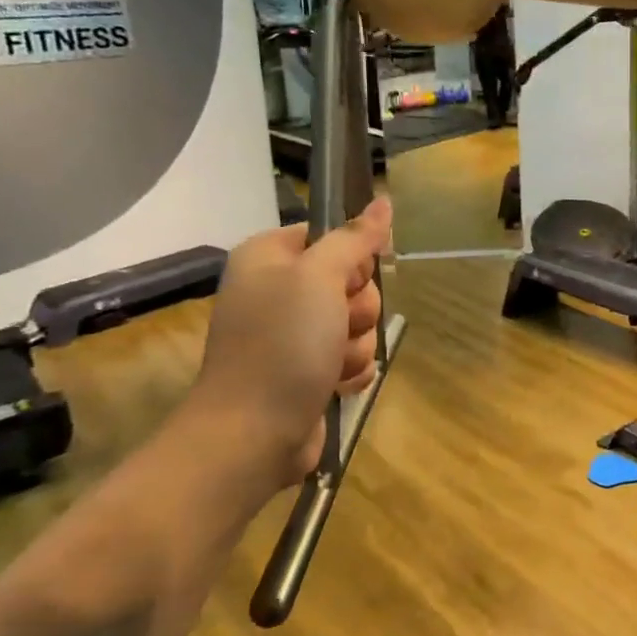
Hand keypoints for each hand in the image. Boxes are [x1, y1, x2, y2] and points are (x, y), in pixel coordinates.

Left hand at [183, 198, 392, 490]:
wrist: (253, 434)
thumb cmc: (282, 345)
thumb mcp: (319, 278)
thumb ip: (354, 239)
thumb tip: (383, 201)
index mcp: (269, 258)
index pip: (331, 236)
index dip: (351, 258)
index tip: (350, 278)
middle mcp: (278, 291)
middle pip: (350, 281)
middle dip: (357, 308)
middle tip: (338, 325)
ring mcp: (291, 335)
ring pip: (356, 323)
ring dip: (355, 345)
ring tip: (331, 365)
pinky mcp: (306, 371)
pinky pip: (351, 357)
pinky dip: (349, 371)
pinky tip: (334, 385)